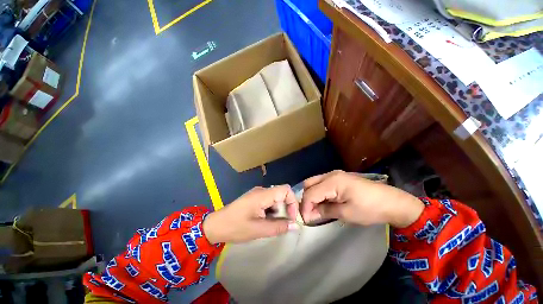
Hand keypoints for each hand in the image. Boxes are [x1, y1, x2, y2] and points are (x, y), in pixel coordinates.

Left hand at [203, 185, 298, 243]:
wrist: (215, 226)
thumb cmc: (235, 227)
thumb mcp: (258, 230)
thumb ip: (278, 227)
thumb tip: (295, 225)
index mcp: (263, 194)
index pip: (286, 190)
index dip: (292, 202)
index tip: (291, 218)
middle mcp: (261, 191)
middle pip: (281, 195)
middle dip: (285, 209)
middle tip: (282, 225)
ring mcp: (257, 194)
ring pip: (275, 200)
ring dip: (278, 212)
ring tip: (271, 225)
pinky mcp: (254, 199)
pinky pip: (268, 202)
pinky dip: (271, 212)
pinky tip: (265, 222)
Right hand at [301, 170, 423, 227]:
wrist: (392, 202)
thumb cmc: (370, 209)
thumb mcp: (346, 213)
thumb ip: (324, 211)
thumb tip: (309, 215)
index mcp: (332, 182)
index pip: (310, 193)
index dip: (305, 207)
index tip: (305, 220)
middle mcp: (330, 174)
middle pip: (308, 184)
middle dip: (306, 199)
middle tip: (309, 212)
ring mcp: (335, 175)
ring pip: (314, 182)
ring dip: (311, 195)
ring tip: (315, 209)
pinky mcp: (339, 178)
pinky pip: (322, 183)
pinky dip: (319, 193)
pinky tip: (323, 202)